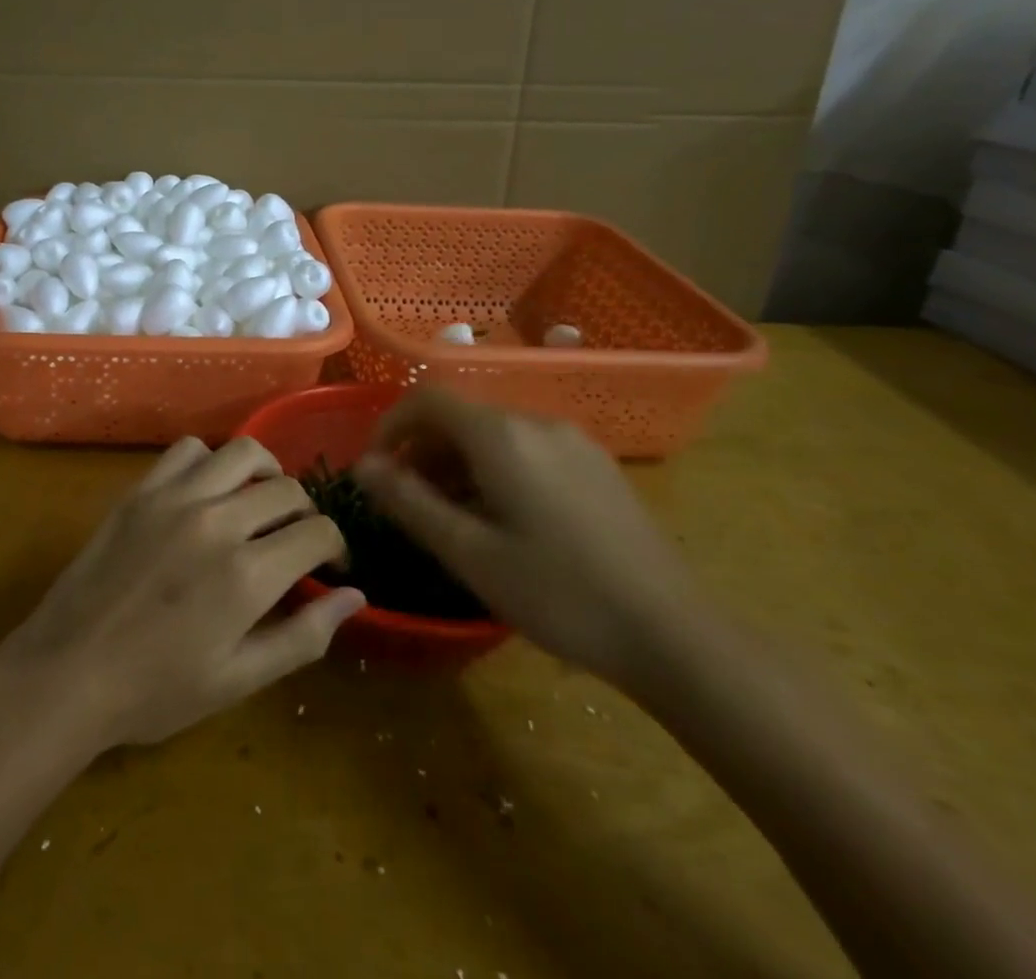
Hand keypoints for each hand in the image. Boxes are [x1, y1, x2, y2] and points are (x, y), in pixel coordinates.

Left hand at [0, 437, 365, 749]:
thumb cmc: (156, 690)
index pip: (317, 532)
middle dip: (305, 512)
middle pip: (286, 489)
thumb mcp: (238, 679)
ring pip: (242, 452)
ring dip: (264, 472)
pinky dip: (209, 461)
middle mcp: (217, 521)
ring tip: (259, 501)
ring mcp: (175, 498)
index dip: (335, 546)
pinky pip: (188, 450)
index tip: (330, 564)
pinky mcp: (141, 490)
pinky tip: (207, 491)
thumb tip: (355, 596)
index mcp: (247, 574)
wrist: (68, 671)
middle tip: (294, 540)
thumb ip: (303, 636)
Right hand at [353, 388, 697, 684]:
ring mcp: (573, 442)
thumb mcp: (470, 553)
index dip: (390, 426)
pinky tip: (503, 520)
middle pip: (461, 417)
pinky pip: (528, 450)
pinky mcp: (597, 466)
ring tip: (451, 517)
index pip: (427, 400)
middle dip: (423, 450)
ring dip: (458, 463)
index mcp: (502, 436)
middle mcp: (537, 423)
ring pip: (494, 434)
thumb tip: (363, 466)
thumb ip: (409, 502)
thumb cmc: (558, 594)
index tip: (375, 469)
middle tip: (408, 502)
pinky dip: (495, 470)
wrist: (673, 635)